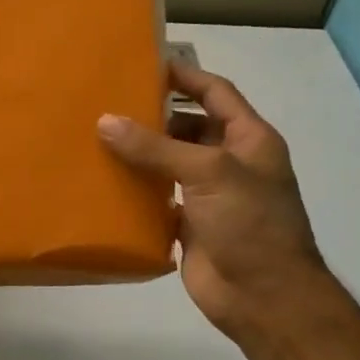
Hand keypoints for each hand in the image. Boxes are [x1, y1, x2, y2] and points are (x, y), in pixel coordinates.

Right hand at [98, 61, 326, 339]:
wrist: (263, 296)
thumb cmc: (249, 223)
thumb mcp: (207, 172)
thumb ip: (155, 147)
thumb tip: (105, 121)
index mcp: (249, 140)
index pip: (216, 93)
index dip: (185, 76)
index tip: (145, 63)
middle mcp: (229, 162)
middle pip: (188, 126)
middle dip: (153, 115)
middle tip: (107, 102)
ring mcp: (208, 195)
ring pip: (169, 162)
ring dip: (139, 152)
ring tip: (96, 137)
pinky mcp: (187, 224)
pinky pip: (156, 196)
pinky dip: (134, 188)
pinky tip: (103, 179)